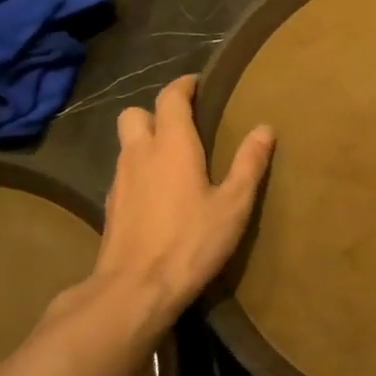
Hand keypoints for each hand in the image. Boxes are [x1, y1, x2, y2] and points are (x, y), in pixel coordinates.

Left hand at [90, 75, 274, 330]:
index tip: (198, 84)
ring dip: (145, 139)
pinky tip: (158, 191)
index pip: (170, 98)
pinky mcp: (110, 207)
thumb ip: (249, 163)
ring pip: (126, 143)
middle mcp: (140, 154)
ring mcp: (119, 180)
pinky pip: (124, 172)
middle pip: (135, 114)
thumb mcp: (233, 204)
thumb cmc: (191, 242)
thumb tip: (264, 129)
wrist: (134, 291)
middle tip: (183, 123)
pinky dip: (139, 169)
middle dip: (155, 111)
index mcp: (172, 145)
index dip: (183, 86)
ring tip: (174, 156)